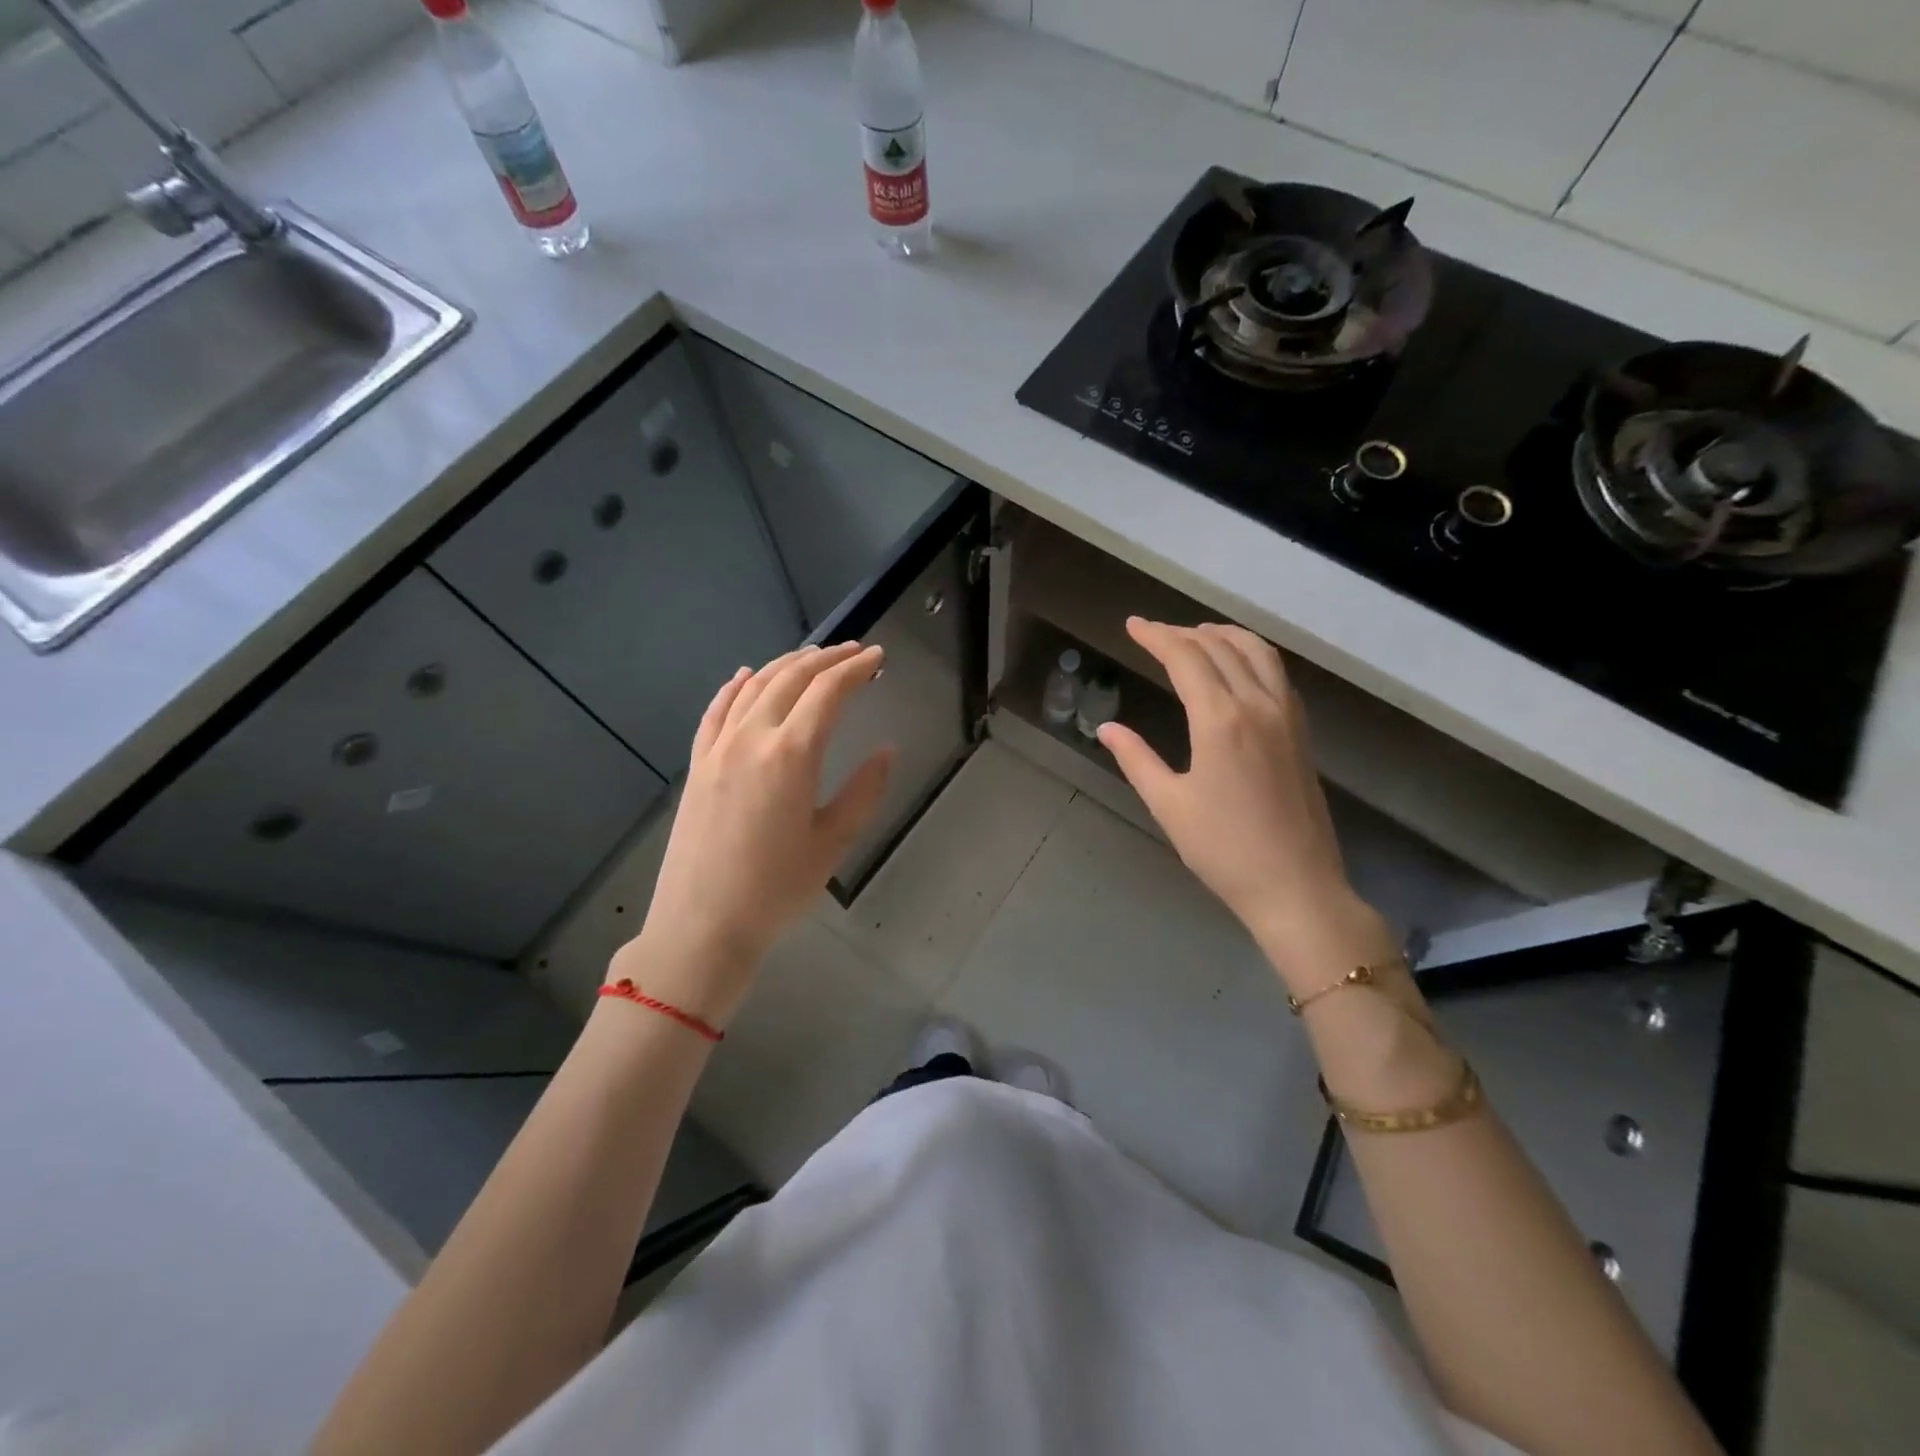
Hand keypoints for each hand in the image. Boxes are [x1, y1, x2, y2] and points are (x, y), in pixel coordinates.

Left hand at [610, 643, 893, 1028]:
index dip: (857, 669)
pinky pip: (717, 710)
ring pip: (754, 686)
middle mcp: (753, 737)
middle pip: (792, 678)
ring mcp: (719, 747)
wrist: (702, 925)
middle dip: (827, 658)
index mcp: (792, 754)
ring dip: (786, 665)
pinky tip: (746, 676)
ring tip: (813, 657)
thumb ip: (865, 790)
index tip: (879, 657)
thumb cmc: (777, 889)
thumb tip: (887, 750)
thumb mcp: (834, 842)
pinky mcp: (698, 764)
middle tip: (855, 652)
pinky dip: (736, 686)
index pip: (829, 692)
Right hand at [1096, 619, 1394, 987]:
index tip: (1133, 625)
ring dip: (1225, 636)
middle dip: (1185, 633)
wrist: (1296, 887)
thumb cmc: (1224, 850)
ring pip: (1258, 653)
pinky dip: (1252, 655)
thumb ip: (1137, 759)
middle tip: (1155, 633)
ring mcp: (1287, 717)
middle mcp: (1258, 705)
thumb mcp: (1169, 805)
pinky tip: (1238, 669)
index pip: (1186, 658)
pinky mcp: (1301, 733)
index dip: (1157, 636)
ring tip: (1198, 635)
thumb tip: (1108, 729)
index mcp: (1221, 720)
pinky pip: (1276, 674)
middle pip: (1221, 647)